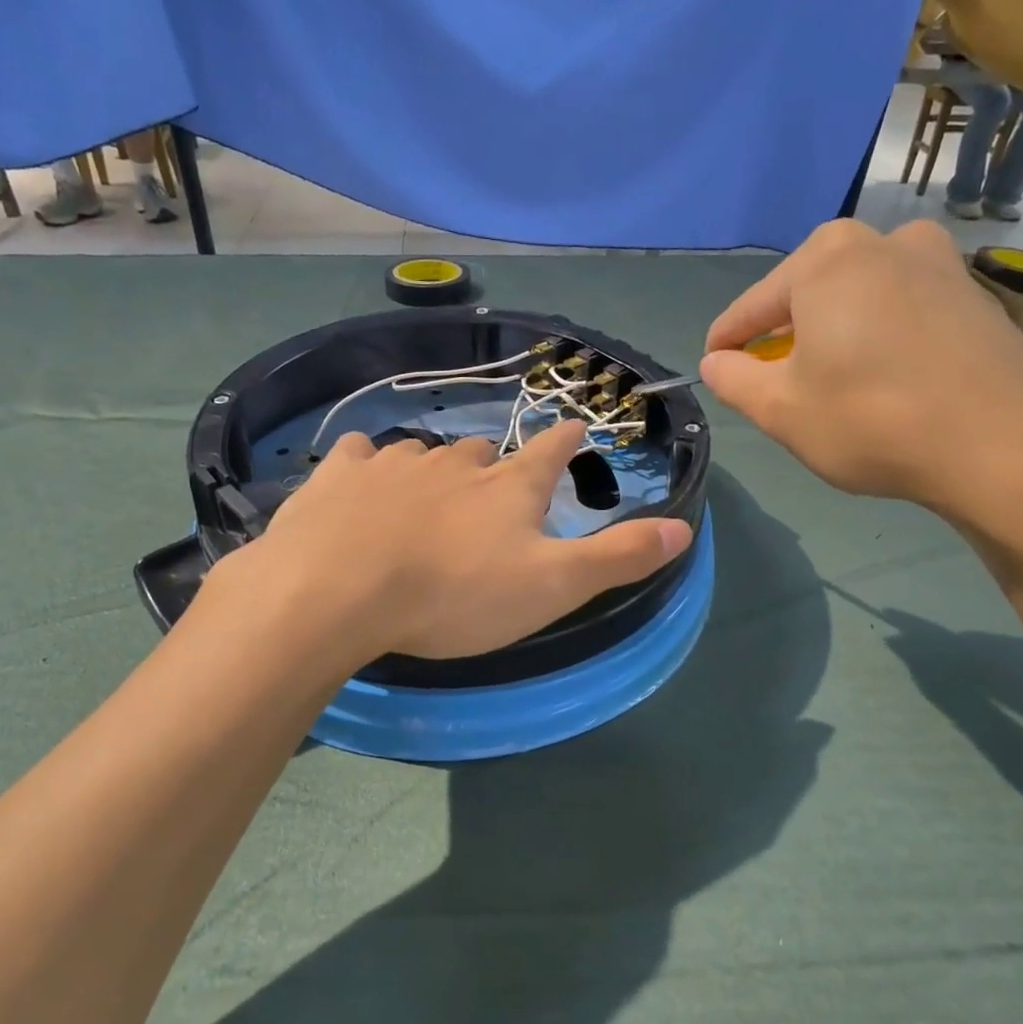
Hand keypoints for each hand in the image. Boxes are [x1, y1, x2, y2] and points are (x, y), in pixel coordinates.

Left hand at [233, 421, 692, 661]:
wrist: (338, 590)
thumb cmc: (455, 594)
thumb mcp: (551, 586)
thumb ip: (616, 558)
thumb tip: (683, 529)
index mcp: (509, 486)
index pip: (551, 451)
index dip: (567, 441)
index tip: (575, 429)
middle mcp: (456, 461)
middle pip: (486, 452)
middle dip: (495, 466)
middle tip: (492, 493)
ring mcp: (396, 461)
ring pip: (426, 452)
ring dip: (435, 468)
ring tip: (429, 496)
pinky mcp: (341, 473)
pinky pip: (361, 453)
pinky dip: (370, 464)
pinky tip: (363, 480)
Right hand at [699, 219, 1022, 522]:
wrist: (1008, 446)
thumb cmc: (872, 419)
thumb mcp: (780, 410)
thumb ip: (733, 380)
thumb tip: (717, 362)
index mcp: (826, 258)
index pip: (752, 307)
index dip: (726, 343)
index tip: (714, 367)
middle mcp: (883, 241)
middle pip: (807, 294)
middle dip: (784, 336)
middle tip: (775, 381)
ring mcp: (938, 261)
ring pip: (857, 298)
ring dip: (833, 333)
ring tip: (829, 379)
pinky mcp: (974, 294)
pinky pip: (901, 308)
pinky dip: (878, 336)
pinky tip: (883, 377)